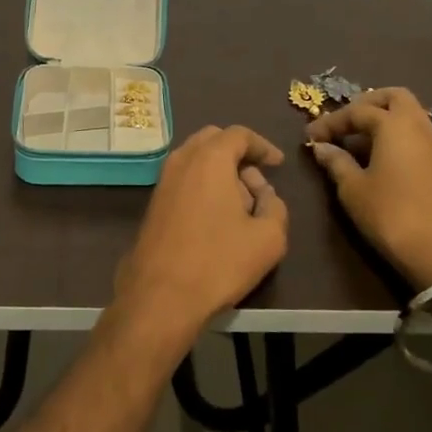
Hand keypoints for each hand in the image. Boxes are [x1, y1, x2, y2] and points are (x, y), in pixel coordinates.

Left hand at [112, 125, 289, 346]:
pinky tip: (217, 218)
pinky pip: (184, 179)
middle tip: (258, 182)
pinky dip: (203, 185)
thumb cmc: (218, 262)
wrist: (160, 296)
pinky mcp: (153, 203)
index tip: (278, 164)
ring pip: (196, 160)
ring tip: (241, 204)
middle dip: (239, 154)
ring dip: (220, 171)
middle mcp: (182, 160)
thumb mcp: (268, 238)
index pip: (239, 134)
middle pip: (214, 140)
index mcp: (210, 158)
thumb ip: (275, 206)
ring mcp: (163, 181)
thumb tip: (264, 195)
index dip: (263, 146)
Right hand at [305, 87, 431, 290]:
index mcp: (393, 124)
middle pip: (393, 97)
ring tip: (358, 140)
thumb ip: (336, 162)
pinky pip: (416, 133)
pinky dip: (397, 134)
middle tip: (344, 123)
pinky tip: (379, 156)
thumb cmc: (390, 214)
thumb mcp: (353, 189)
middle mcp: (418, 125)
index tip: (310, 137)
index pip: (356, 111)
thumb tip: (322, 147)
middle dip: (366, 104)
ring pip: (409, 114)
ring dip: (383, 118)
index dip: (330, 122)